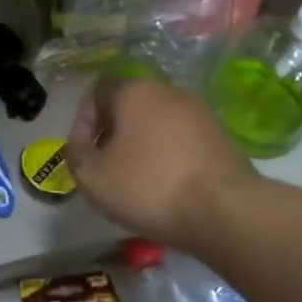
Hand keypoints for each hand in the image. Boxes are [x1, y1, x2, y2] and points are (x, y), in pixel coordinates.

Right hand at [64, 76, 259, 250]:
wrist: (225, 210)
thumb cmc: (149, 186)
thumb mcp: (92, 177)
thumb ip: (76, 154)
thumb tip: (81, 145)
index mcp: (134, 91)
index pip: (97, 91)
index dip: (83, 121)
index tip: (84, 153)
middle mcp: (169, 91)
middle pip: (128, 105)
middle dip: (113, 133)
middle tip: (106, 167)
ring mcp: (200, 112)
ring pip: (156, 123)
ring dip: (141, 145)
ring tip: (136, 180)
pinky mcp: (221, 137)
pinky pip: (181, 140)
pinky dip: (167, 156)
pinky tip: (166, 186)